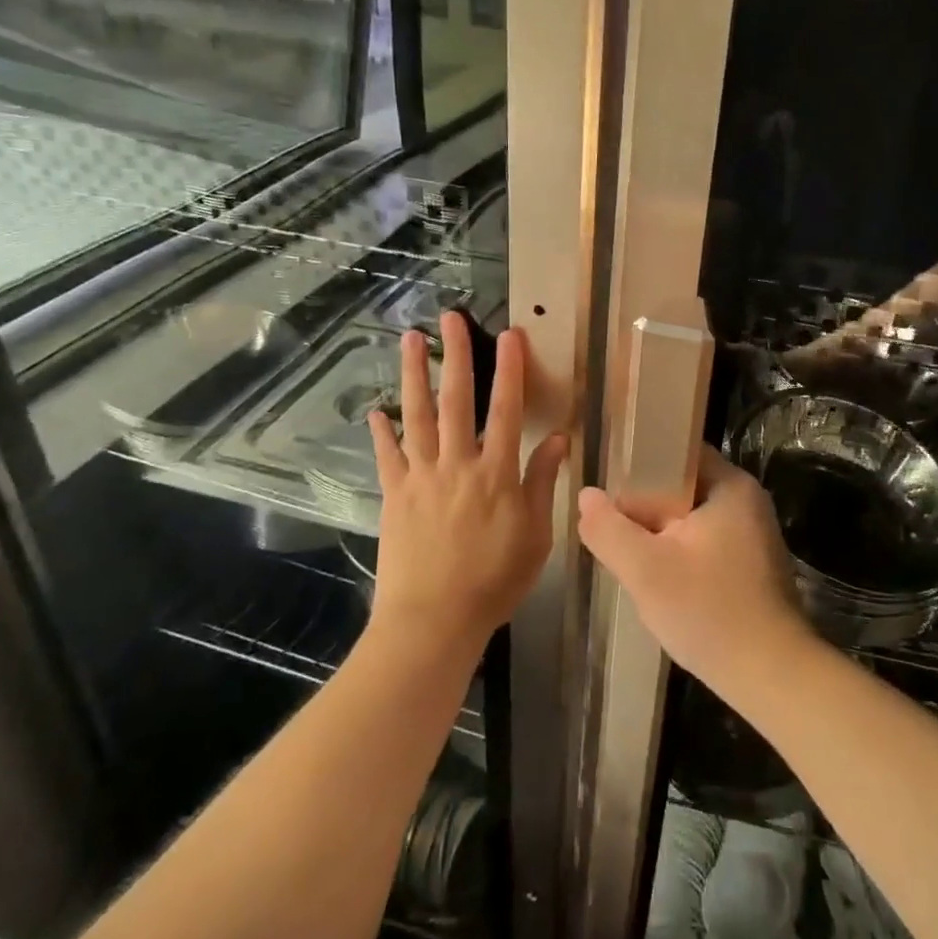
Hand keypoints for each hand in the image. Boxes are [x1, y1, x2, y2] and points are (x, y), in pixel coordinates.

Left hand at [368, 312, 567, 654]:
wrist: (434, 620)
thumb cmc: (494, 581)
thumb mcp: (535, 535)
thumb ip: (543, 482)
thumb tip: (560, 438)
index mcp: (497, 473)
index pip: (508, 409)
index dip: (510, 370)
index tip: (509, 335)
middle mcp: (458, 464)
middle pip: (457, 400)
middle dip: (455, 355)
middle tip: (449, 318)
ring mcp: (422, 477)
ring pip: (418, 415)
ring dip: (414, 375)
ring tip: (409, 340)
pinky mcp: (395, 495)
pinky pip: (388, 456)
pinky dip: (382, 431)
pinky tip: (377, 409)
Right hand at [576, 447, 811, 690]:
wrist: (771, 677)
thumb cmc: (709, 611)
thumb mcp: (645, 570)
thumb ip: (609, 529)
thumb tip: (586, 496)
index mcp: (730, 485)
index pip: (678, 452)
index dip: (640, 464)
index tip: (609, 486)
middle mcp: (747, 501)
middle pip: (683, 487)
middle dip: (646, 506)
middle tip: (612, 526)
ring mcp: (754, 534)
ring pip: (692, 518)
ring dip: (661, 533)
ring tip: (629, 553)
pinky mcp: (753, 565)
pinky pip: (707, 542)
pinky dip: (682, 553)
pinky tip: (661, 578)